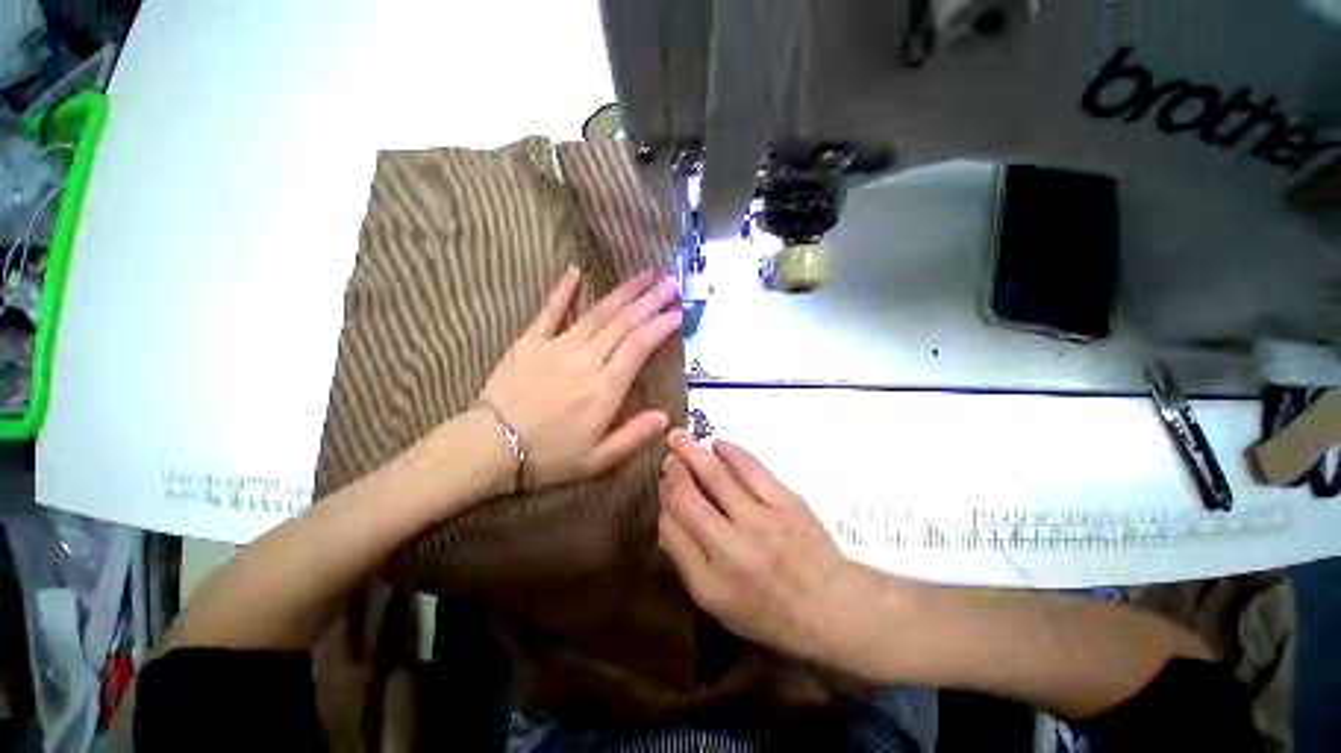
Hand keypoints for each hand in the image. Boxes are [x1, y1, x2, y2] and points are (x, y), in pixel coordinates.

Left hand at [480, 266, 681, 488]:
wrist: (490, 447)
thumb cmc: (548, 457)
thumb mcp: (597, 459)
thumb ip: (634, 436)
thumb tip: (667, 417)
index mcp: (605, 388)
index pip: (640, 346)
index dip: (661, 326)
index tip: (678, 312)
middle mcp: (587, 360)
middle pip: (624, 323)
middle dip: (650, 301)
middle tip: (670, 282)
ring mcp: (558, 346)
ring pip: (598, 313)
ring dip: (623, 292)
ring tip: (644, 274)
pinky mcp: (531, 341)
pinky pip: (550, 310)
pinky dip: (564, 290)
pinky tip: (575, 270)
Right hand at [657, 430, 862, 662]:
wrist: (831, 605)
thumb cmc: (768, 611)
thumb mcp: (718, 602)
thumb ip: (686, 560)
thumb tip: (666, 517)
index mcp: (711, 580)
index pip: (673, 528)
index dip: (664, 501)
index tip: (663, 485)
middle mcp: (732, 548)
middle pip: (689, 498)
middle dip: (673, 472)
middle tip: (668, 455)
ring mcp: (762, 520)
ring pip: (717, 476)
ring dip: (694, 453)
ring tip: (680, 437)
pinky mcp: (786, 501)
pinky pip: (752, 468)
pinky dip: (731, 452)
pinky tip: (718, 444)